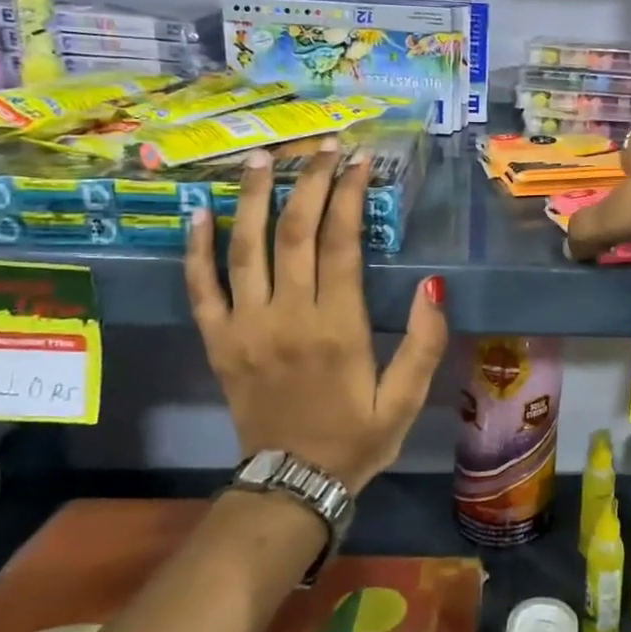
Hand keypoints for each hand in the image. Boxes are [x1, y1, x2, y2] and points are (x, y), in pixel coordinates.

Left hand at [185, 138, 447, 491]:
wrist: (292, 484)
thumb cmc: (357, 437)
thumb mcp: (406, 398)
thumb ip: (424, 341)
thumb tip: (433, 283)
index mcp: (337, 327)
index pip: (341, 243)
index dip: (349, 195)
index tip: (359, 161)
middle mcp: (287, 316)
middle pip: (295, 232)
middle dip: (309, 182)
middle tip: (321, 147)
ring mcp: (245, 327)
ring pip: (246, 248)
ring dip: (253, 198)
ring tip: (263, 157)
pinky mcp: (218, 341)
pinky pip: (201, 287)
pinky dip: (197, 248)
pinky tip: (199, 211)